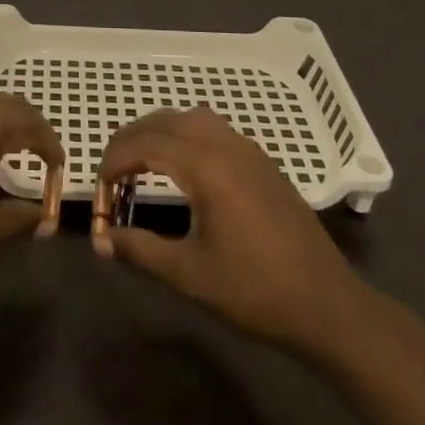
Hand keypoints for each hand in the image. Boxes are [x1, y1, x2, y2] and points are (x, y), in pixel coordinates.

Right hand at [96, 108, 361, 353]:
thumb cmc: (255, 291)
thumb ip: (140, 251)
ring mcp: (249, 151)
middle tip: (111, 170)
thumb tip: (101, 240)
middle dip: (132, 138)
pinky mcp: (263, 163)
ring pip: (193, 119)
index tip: (98, 186)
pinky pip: (215, 130)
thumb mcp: (189, 275)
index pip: (147, 144)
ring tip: (141, 162)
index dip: (115, 159)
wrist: (327, 305)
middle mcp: (227, 146)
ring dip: (161, 132)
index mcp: (207, 167)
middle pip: (167, 121)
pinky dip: (186, 136)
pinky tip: (183, 170)